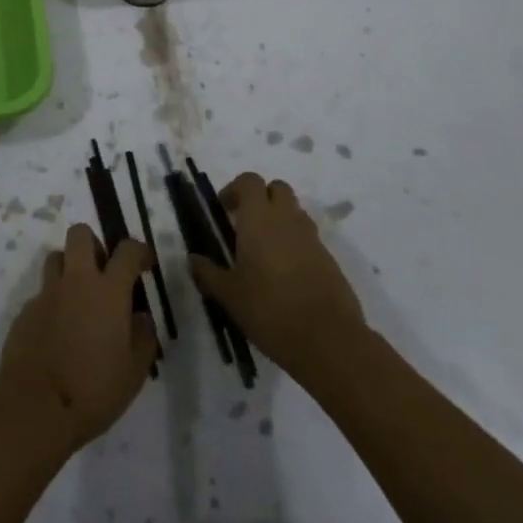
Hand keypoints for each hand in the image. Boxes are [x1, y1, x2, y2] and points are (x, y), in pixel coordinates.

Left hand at [0, 223, 159, 454]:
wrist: (35, 408)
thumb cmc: (93, 391)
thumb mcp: (134, 373)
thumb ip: (143, 338)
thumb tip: (141, 317)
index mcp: (108, 291)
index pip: (127, 251)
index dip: (139, 251)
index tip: (144, 264)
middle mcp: (76, 281)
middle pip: (80, 234)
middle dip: (93, 244)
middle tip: (103, 272)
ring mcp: (47, 294)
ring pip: (56, 258)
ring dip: (68, 268)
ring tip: (78, 298)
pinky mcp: (25, 311)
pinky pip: (41, 294)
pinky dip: (52, 304)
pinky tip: (57, 332)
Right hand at [189, 172, 366, 382]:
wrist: (329, 341)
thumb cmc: (270, 310)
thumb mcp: (229, 295)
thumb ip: (208, 273)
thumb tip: (192, 258)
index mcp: (258, 218)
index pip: (249, 181)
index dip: (235, 189)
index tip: (224, 210)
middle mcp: (286, 219)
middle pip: (277, 188)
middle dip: (261, 198)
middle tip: (245, 224)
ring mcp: (312, 238)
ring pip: (295, 212)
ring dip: (280, 220)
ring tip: (265, 251)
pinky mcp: (330, 259)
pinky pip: (309, 238)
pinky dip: (296, 244)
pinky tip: (287, 275)